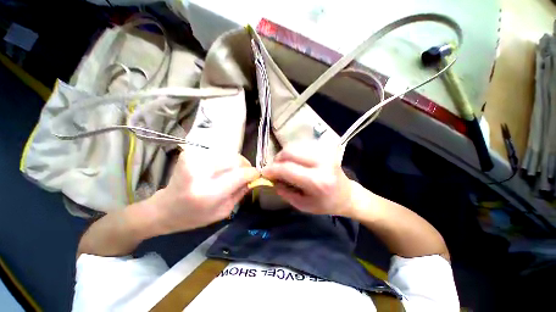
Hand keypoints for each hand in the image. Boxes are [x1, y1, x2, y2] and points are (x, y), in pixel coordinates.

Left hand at [150, 149, 258, 234]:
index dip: (252, 173)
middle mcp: (199, 173)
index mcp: (208, 193)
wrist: (164, 209)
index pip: (240, 174)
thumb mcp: (224, 211)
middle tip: (246, 173)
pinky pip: (218, 154)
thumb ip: (241, 192)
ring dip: (235, 163)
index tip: (257, 174)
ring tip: (234, 172)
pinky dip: (224, 161)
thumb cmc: (194, 216)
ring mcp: (193, 160)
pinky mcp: (189, 153)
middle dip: (245, 165)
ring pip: (228, 154)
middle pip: (235, 160)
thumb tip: (253, 178)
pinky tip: (221, 169)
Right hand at [261, 141, 354, 216]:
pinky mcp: (325, 148)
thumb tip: (271, 178)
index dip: (272, 169)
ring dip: (284, 156)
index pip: (288, 169)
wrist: (346, 194)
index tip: (264, 172)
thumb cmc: (325, 204)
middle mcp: (322, 163)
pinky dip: (293, 153)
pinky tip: (293, 162)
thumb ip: (284, 191)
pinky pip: (301, 146)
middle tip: (274, 169)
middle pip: (290, 152)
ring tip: (283, 166)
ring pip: (294, 147)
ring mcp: (325, 152)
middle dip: (277, 159)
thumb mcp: (302, 205)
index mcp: (318, 181)